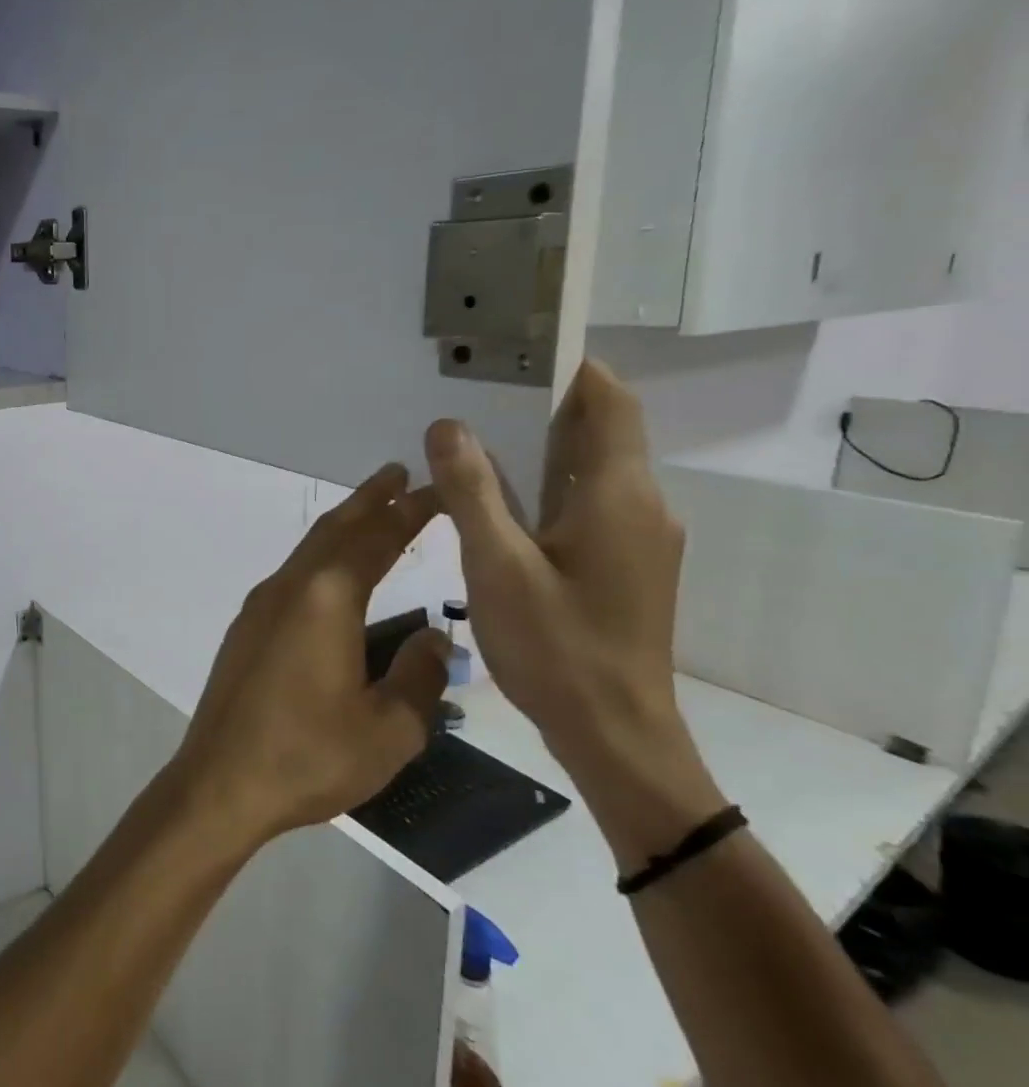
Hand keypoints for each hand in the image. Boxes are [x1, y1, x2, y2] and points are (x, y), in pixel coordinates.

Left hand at [169, 463, 451, 849]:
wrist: (220, 781)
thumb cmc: (308, 756)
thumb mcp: (389, 729)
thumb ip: (419, 677)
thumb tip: (434, 639)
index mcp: (326, 599)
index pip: (377, 539)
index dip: (411, 512)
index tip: (439, 489)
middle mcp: (288, 588)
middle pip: (335, 530)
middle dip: (370, 501)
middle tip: (401, 476)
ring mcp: (260, 607)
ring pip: (308, 551)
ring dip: (342, 528)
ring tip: (374, 516)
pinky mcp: (246, 629)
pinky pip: (293, 577)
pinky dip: (321, 560)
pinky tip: (333, 578)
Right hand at [423, 360, 724, 863]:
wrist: (616, 735)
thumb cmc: (557, 648)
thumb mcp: (497, 566)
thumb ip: (472, 491)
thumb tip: (446, 425)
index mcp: (618, 494)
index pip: (609, 401)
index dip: (569, 368)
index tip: (512, 350)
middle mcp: (640, 504)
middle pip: (599, 429)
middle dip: (540, 402)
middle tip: (470, 390)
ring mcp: (637, 536)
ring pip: (589, 467)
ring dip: (538, 444)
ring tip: (470, 436)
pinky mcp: (626, 562)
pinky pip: (585, 500)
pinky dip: (544, 483)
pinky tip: (494, 499)